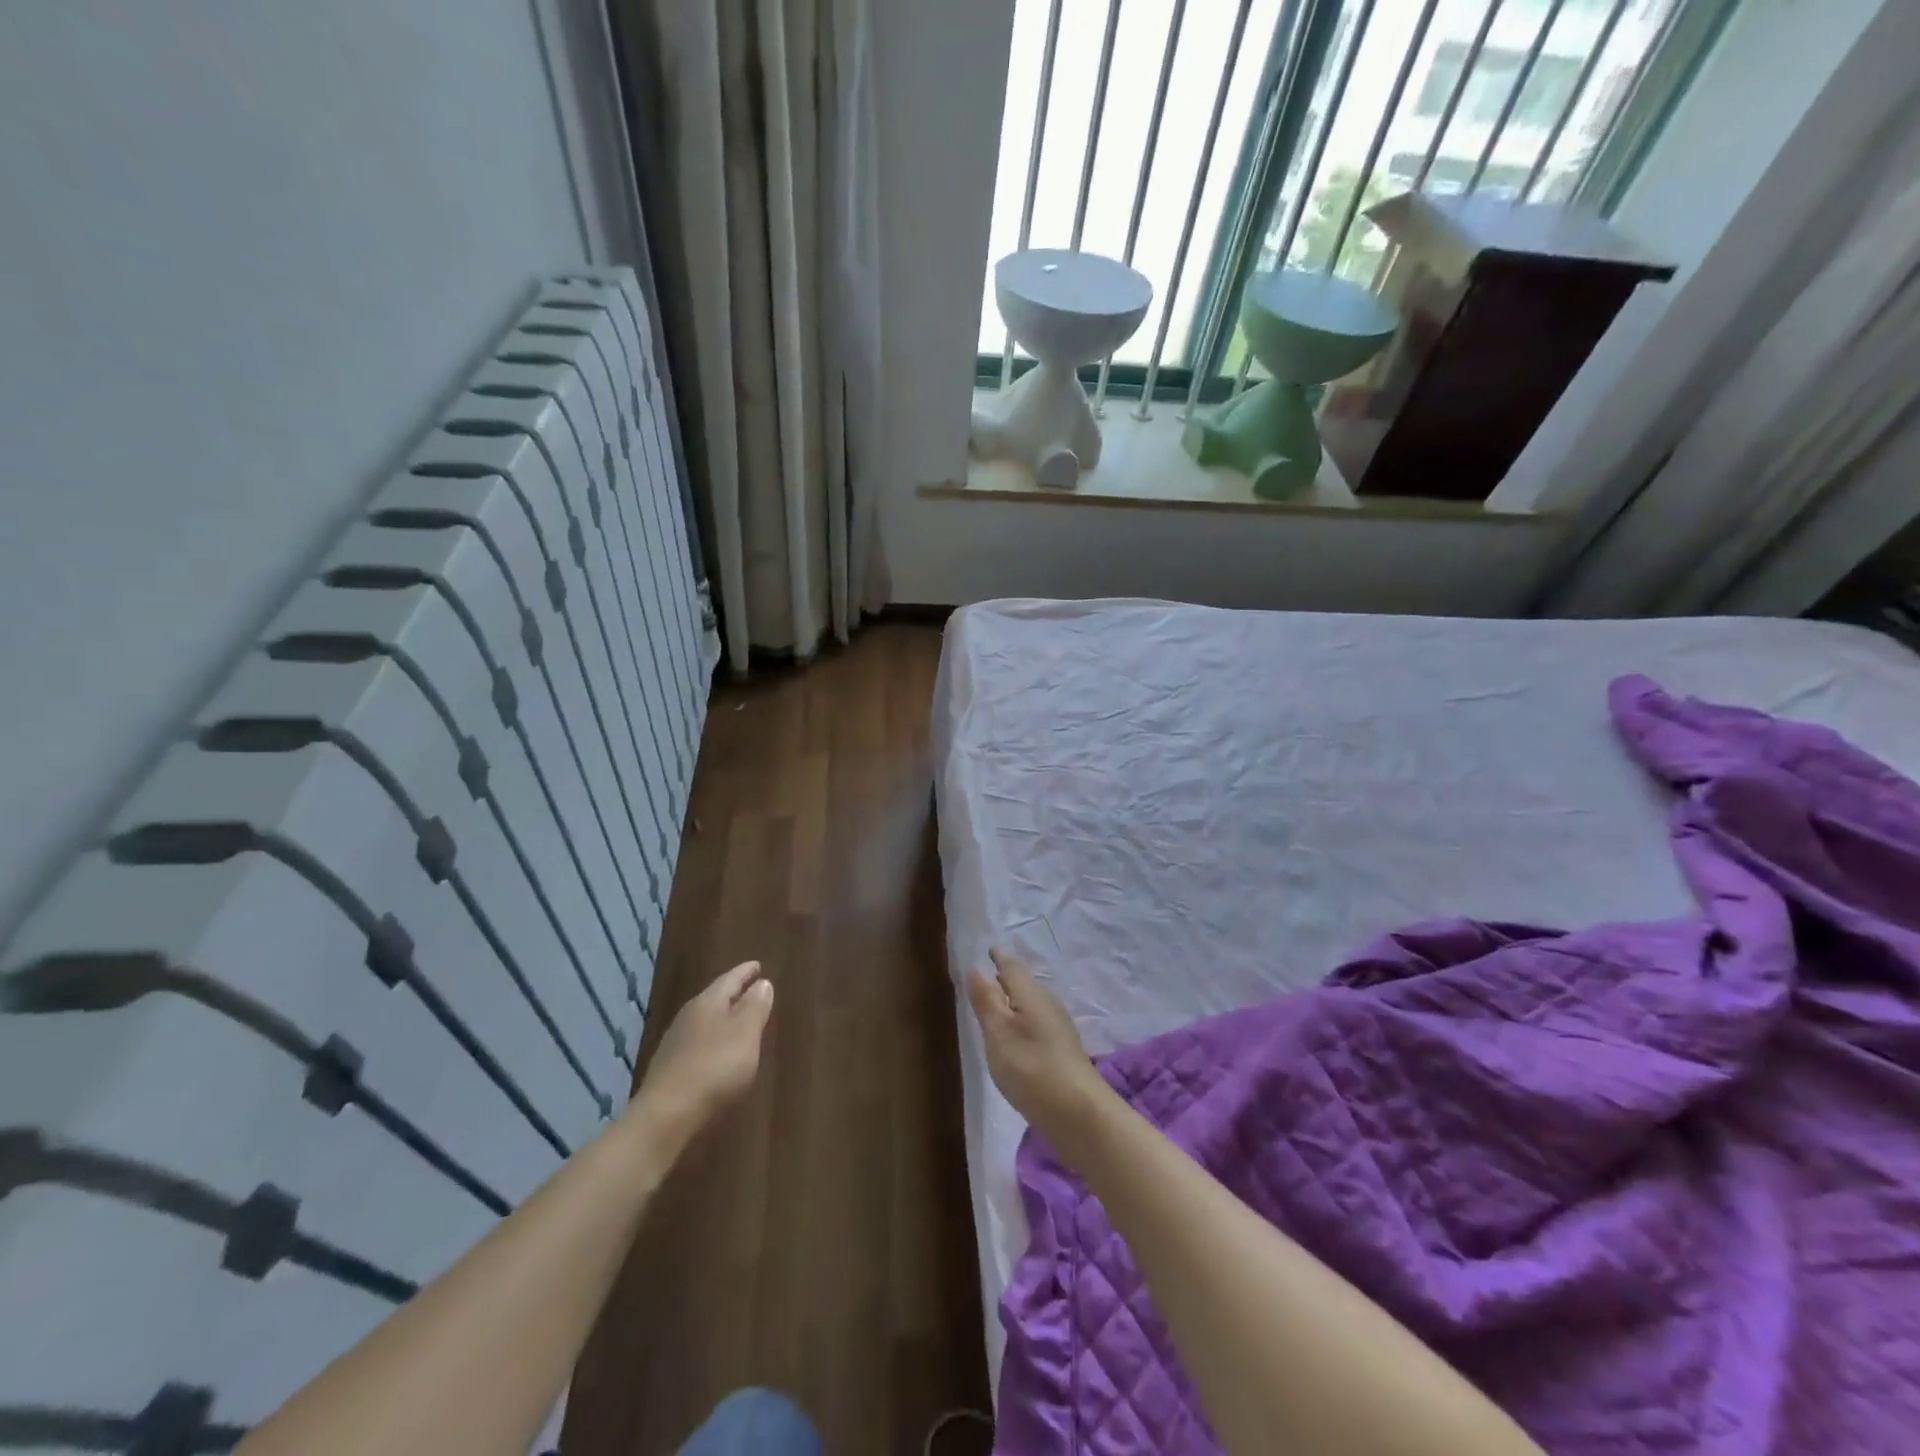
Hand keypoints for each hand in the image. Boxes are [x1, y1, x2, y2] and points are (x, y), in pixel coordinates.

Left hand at [630, 961, 773, 1143]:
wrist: (666, 1116)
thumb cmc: (715, 1067)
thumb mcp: (745, 1034)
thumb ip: (755, 1007)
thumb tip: (762, 982)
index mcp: (708, 1002)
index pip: (730, 979)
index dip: (746, 972)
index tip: (758, 965)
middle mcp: (689, 1016)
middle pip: (715, 998)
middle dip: (733, 994)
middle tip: (751, 989)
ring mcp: (675, 1044)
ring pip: (705, 1021)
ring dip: (723, 1019)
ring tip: (738, 1021)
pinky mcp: (670, 1069)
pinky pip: (698, 1044)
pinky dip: (712, 1041)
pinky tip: (718, 1053)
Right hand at [968, 949, 1111, 1154]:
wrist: (1079, 1114)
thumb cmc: (1032, 1068)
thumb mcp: (999, 1033)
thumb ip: (987, 1000)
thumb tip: (975, 968)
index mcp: (1030, 993)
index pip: (1011, 966)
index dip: (997, 957)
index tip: (986, 950)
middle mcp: (1047, 1003)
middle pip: (1023, 982)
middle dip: (1004, 977)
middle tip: (984, 977)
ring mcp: (1058, 1027)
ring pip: (1030, 1003)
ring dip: (1013, 1000)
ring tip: (994, 1006)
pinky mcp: (1062, 1049)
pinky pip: (1036, 1022)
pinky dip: (1021, 1020)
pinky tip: (1015, 1037)